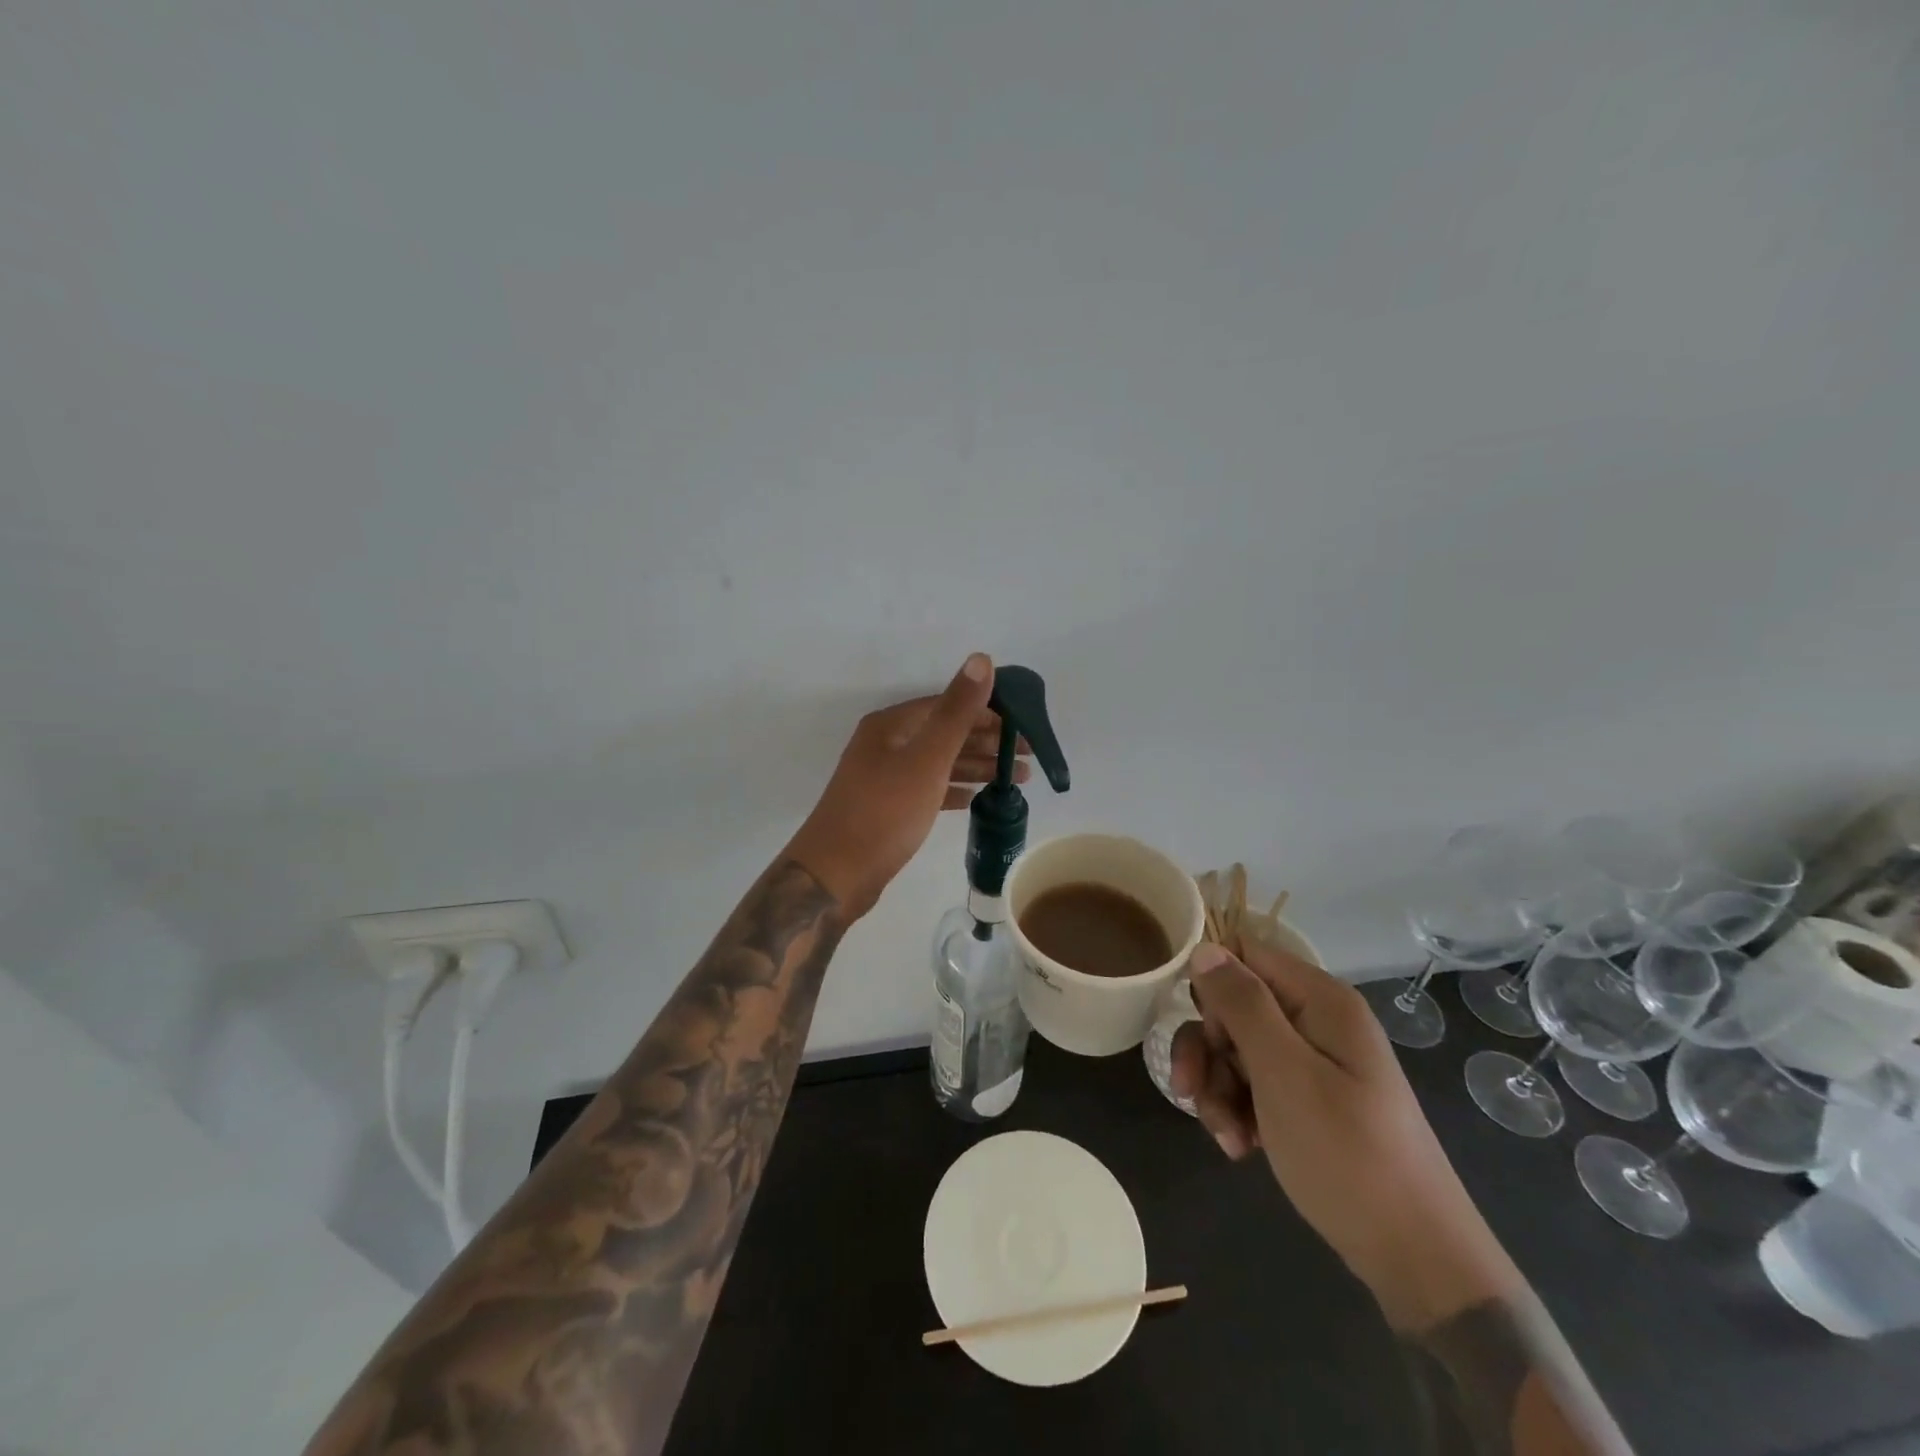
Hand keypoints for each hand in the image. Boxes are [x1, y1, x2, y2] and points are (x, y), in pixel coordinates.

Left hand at [784, 653, 1029, 919]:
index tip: (1022, 725)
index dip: (985, 711)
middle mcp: (885, 745)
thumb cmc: (885, 811)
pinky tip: (978, 798)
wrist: (837, 875)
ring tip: (1017, 777)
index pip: (946, 705)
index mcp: (891, 726)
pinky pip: (929, 789)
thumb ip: (957, 711)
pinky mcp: (888, 808)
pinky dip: (954, 790)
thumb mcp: (927, 758)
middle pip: (944, 733)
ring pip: (939, 763)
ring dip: (976, 766)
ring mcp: (884, 778)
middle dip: (986, 741)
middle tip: (1027, 756)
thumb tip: (981, 658)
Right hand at [1172, 941, 1522, 1329]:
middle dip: (1207, 1049)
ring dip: (1216, 1087)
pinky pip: (1253, 1085)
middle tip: (1193, 1092)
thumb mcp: (1284, 1073)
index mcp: (1320, 999)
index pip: (1245, 954)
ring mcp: (1313, 1062)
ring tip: (1225, 1135)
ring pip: (1236, 1049)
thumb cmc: (1347, 1154)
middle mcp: (1316, 1021)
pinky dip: (1237, 1111)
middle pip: (1234, 1006)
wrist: (1415, 1257)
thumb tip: (1204, 950)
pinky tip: (1240, 1146)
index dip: (1212, 985)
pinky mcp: (1308, 1100)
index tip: (1205, 1032)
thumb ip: (1242, 1005)